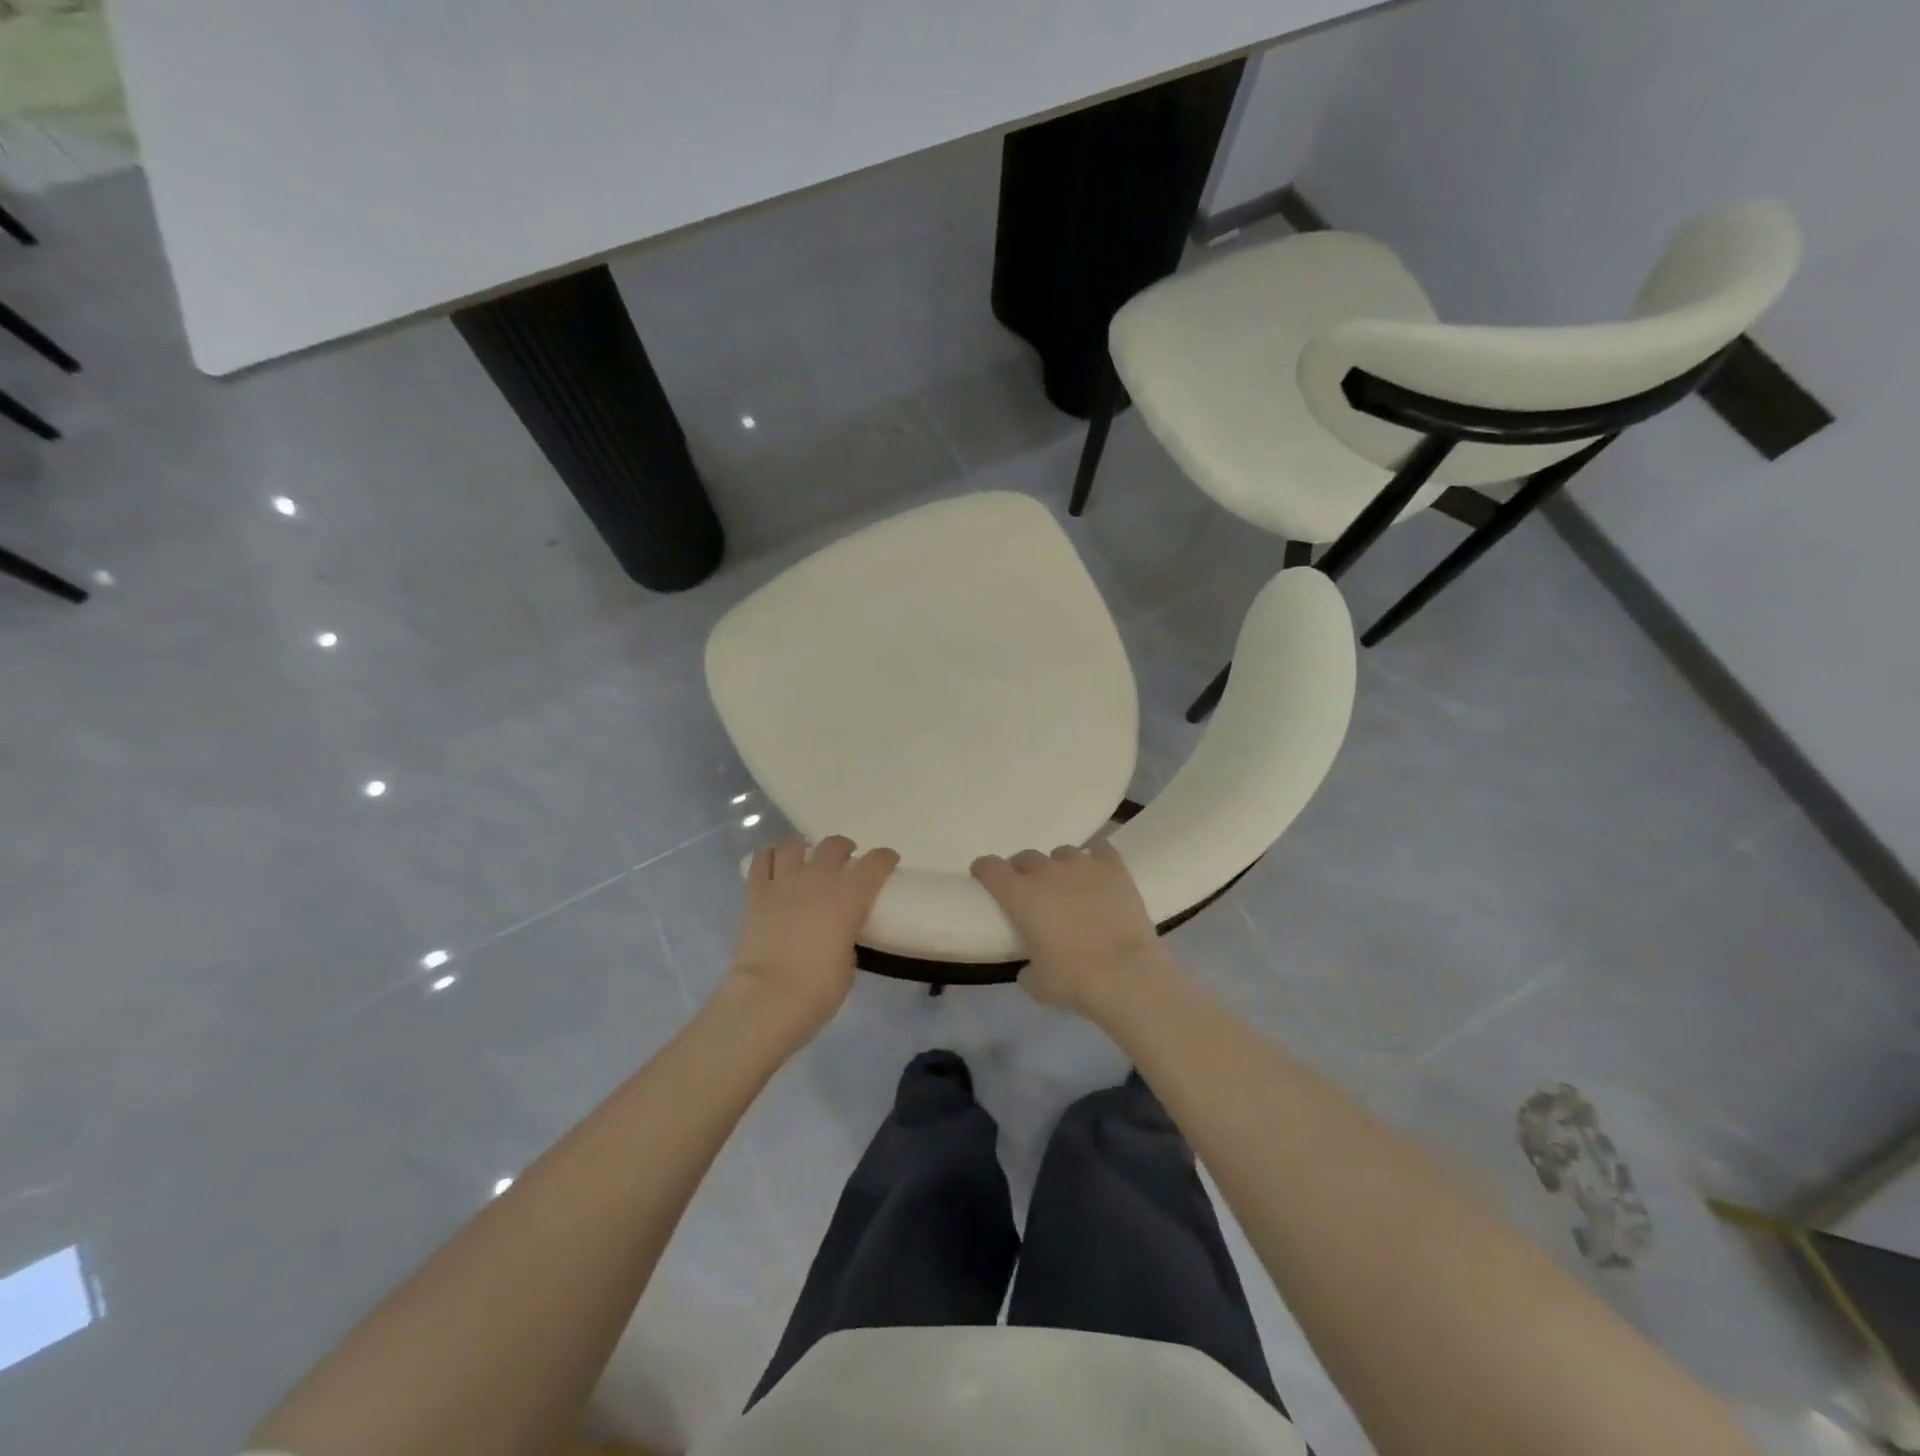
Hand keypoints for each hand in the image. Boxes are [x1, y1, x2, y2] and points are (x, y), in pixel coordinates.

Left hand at [726, 834, 899, 1037]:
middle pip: (834, 845)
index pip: (875, 863)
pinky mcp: (757, 892)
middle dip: (843, 848)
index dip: (885, 858)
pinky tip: (774, 861)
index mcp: (850, 896)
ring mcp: (785, 882)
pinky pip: (762, 860)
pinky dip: (770, 855)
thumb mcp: (848, 964)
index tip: (888, 860)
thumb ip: (847, 940)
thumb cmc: (819, 988)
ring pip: (794, 844)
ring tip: (805, 856)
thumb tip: (839, 936)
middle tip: (845, 858)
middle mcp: (819, 879)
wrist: (770, 996)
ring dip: (804, 847)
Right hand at [970, 841, 1175, 1018]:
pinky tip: (1099, 874)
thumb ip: (1027, 968)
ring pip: (1062, 853)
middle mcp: (1047, 872)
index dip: (984, 869)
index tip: (984, 875)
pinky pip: (1100, 851)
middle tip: (1032, 890)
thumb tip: (1030, 966)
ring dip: (1059, 867)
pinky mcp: (1114, 868)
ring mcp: (1082, 865)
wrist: (1126, 975)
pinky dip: (1096, 860)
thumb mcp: (1037, 984)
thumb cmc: (1074, 981)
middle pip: (1026, 857)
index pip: (990, 868)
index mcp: (1020, 896)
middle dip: (1023, 870)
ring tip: (1069, 885)